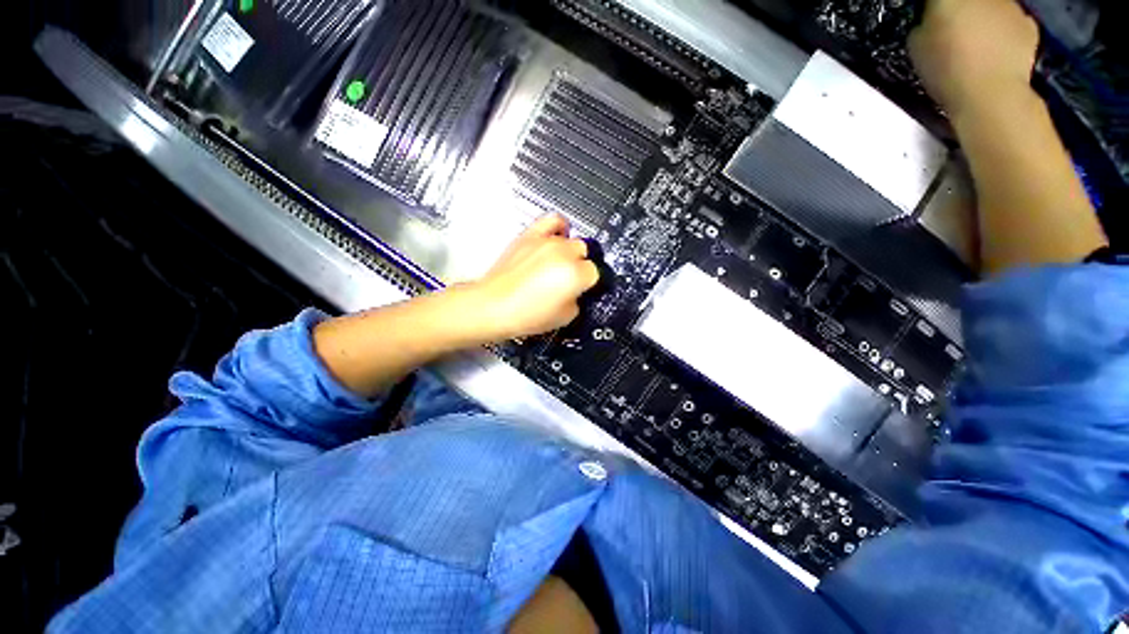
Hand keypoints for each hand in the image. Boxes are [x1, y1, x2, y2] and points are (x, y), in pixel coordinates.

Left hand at [469, 214, 600, 340]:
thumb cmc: (525, 315)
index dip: (589, 284)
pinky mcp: (530, 235)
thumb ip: (578, 300)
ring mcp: (547, 241)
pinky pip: (553, 220)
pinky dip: (560, 226)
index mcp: (576, 274)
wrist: (493, 306)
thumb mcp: (565, 317)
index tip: (582, 290)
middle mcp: (564, 253)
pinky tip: (558, 236)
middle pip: (585, 253)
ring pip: (572, 239)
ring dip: (570, 252)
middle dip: (580, 267)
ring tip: (562, 263)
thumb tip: (577, 292)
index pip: (595, 272)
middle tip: (569, 281)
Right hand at [909, 0, 1039, 118]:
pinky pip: (1012, 24)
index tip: (930, 21)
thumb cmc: (946, 70)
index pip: (936, 0)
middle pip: (969, 0)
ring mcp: (1011, 6)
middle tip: (953, 33)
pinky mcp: (1029, 25)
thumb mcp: (916, 47)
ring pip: (992, 8)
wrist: (990, 95)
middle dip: (962, 11)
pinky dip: (1004, 35)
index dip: (934, 10)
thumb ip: (924, 26)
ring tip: (977, 47)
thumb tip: (930, 23)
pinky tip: (996, 54)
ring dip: (984, 20)